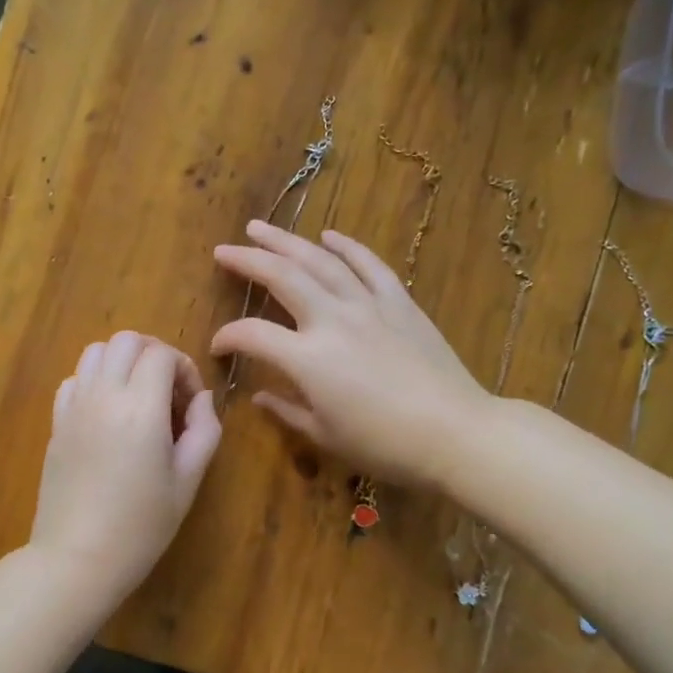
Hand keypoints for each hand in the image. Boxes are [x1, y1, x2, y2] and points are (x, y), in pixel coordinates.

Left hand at [29, 331, 221, 595]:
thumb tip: (201, 398)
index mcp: (140, 409)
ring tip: (139, 396)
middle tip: (169, 391)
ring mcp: (74, 407)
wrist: (76, 559)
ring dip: (123, 361)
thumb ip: (203, 431)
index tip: (190, 403)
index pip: (161, 354)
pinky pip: (74, 379)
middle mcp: (103, 396)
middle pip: (126, 340)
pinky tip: (108, 412)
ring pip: (95, 351)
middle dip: (154, 353)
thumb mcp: (187, 482)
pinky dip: (95, 380)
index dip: (184, 368)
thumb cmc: (141, 526)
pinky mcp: (56, 423)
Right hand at [211, 222, 489, 489]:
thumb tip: (260, 395)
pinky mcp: (399, 302)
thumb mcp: (325, 435)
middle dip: (247, 259)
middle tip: (224, 249)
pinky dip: (347, 247)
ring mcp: (368, 305)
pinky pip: (369, 265)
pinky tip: (329, 236)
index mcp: (307, 358)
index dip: (228, 336)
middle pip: (281, 277)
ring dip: (287, 241)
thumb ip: (287, 410)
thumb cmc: (384, 445)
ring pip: (321, 261)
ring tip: (261, 228)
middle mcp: (332, 320)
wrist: (455, 433)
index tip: (218, 345)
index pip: (252, 334)